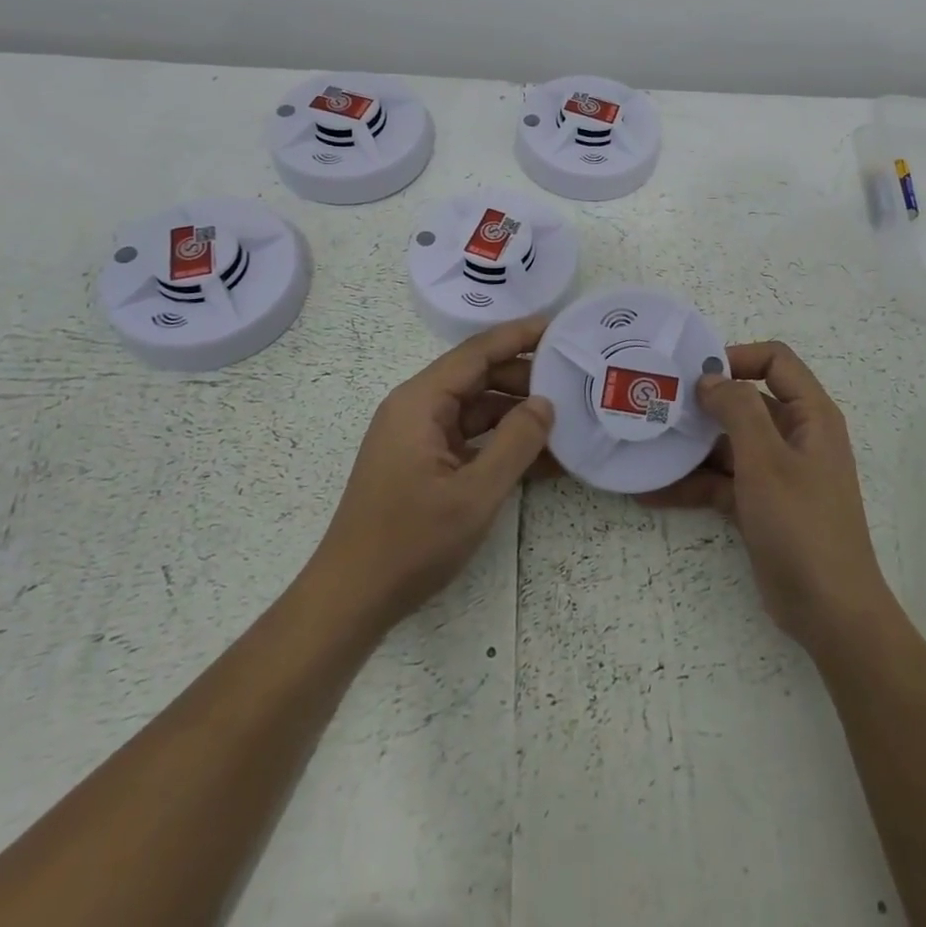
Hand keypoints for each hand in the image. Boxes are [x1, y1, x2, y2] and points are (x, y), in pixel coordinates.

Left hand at [309, 316, 553, 632]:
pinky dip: (501, 443)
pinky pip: (469, 438)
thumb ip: (516, 442)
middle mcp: (416, 409)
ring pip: (477, 408)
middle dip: (525, 378)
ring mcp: (419, 437)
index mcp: (420, 402)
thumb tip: (546, 403)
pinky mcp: (423, 462)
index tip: (559, 326)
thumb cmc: (410, 542)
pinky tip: (541, 459)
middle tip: (573, 382)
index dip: (519, 336)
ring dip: (517, 414)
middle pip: (478, 377)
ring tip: (565, 421)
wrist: (351, 600)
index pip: (477, 352)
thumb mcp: (475, 494)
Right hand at [641, 341, 893, 652]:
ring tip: (646, 445)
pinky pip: (723, 482)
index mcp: (810, 415)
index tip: (695, 373)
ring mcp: (777, 472)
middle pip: (746, 402)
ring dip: (691, 447)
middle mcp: (795, 436)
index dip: (738, 357)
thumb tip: (710, 378)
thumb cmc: (801, 524)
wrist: (830, 612)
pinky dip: (693, 484)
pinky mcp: (760, 505)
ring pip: (729, 444)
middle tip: (658, 405)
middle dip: (703, 404)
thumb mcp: (766, 460)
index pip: (776, 361)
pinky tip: (652, 491)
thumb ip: (738, 410)